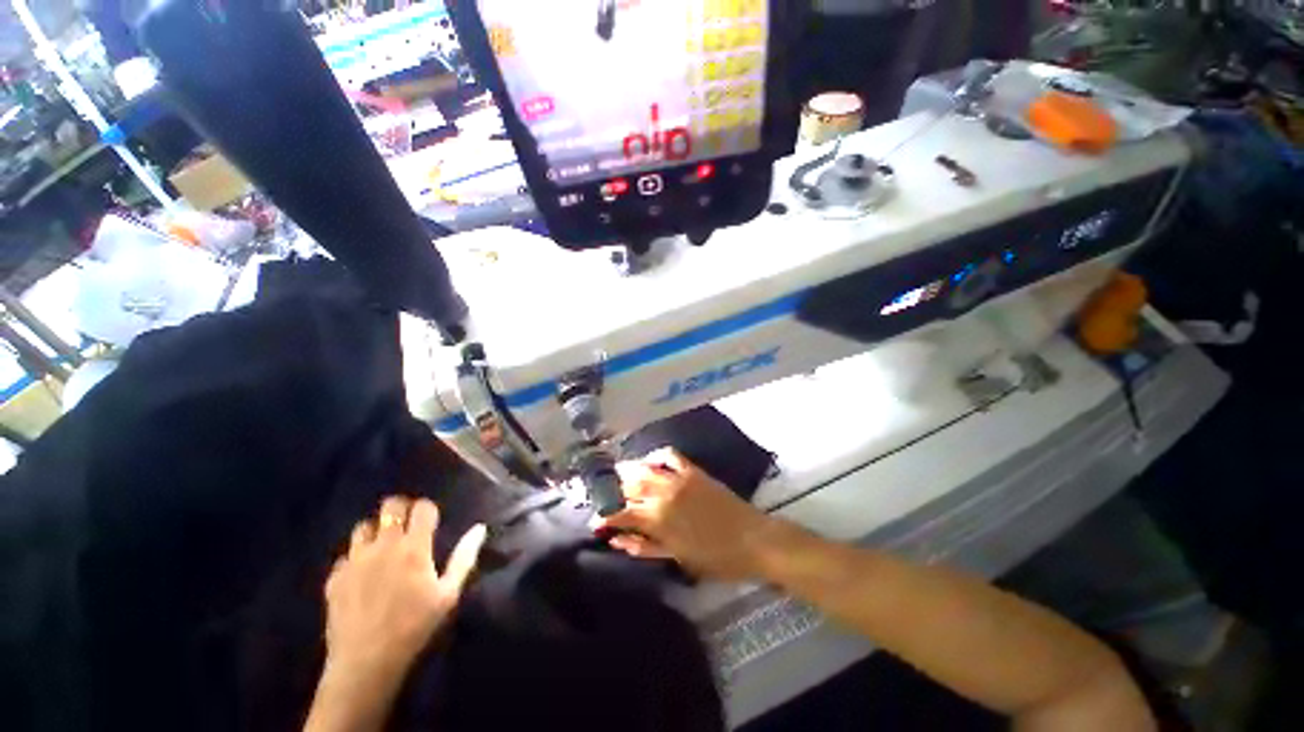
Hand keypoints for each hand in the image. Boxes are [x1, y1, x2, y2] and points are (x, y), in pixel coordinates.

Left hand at [323, 496, 486, 681]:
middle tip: (408, 525)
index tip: (432, 522)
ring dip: (376, 530)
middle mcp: (383, 546)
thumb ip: (464, 557)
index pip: (422, 508)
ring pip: (363, 526)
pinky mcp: (335, 577)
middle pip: (390, 506)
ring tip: (383, 546)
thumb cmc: (414, 626)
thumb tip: (480, 528)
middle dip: (401, 508)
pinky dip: (356, 557)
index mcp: (413, 547)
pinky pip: (345, 555)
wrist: (365, 663)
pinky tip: (362, 573)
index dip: (428, 510)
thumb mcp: (448, 594)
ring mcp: (355, 560)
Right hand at [591, 448, 776, 580]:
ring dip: (627, 472)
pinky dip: (656, 456)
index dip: (604, 518)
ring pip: (644, 468)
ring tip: (619, 477)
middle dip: (611, 492)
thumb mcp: (677, 559)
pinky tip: (650, 462)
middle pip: (628, 486)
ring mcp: (678, 478)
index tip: (596, 522)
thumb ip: (645, 547)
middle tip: (605, 498)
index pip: (621, 514)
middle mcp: (663, 493)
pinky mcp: (692, 470)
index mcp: (658, 519)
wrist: (753, 539)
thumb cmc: (716, 558)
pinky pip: (669, 456)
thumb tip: (617, 540)